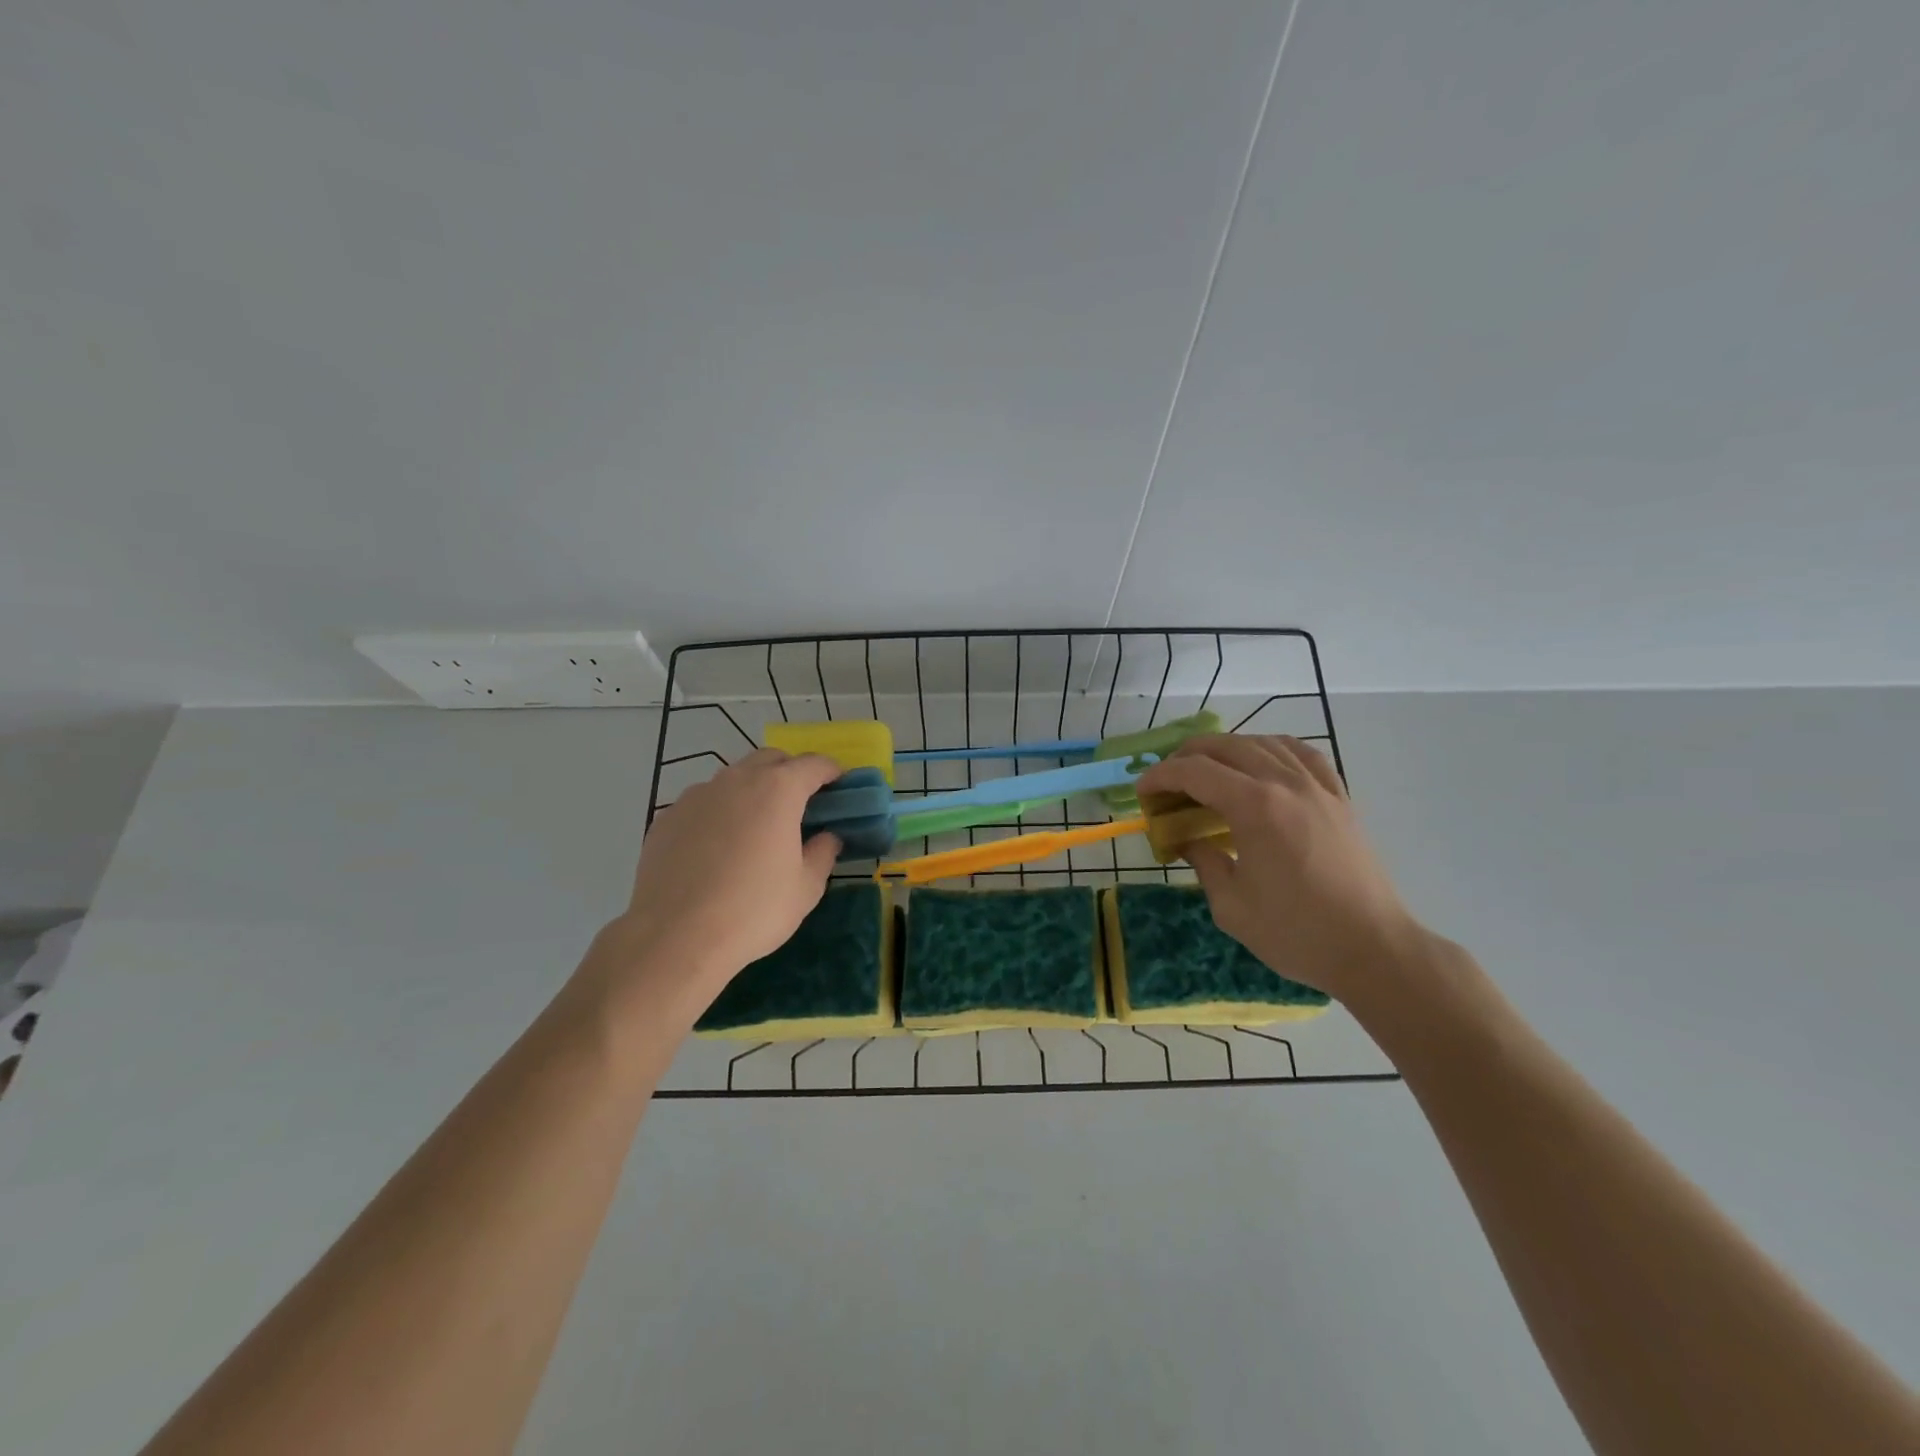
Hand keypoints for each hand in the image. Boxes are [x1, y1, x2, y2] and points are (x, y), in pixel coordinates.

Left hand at [593, 750, 844, 1012]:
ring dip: (752, 790)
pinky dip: (719, 813)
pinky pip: (703, 803)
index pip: (814, 764)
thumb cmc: (753, 911)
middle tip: (801, 804)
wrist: (675, 937)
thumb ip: (822, 853)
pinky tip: (717, 848)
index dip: (831, 771)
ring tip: (757, 828)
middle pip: (770, 759)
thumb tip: (827, 837)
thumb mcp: (806, 888)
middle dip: (791, 772)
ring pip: (733, 778)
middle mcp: (736, 781)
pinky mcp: (667, 817)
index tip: (839, 786)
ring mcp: (696, 796)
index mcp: (778, 790)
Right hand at [1135, 735, 1428, 1002]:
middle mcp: (1284, 784)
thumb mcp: (1231, 906)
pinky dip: (1272, 748)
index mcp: (1254, 807)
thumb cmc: (1296, 933)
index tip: (1142, 792)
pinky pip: (1302, 753)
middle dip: (1186, 757)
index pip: (1194, 772)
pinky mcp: (1339, 797)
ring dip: (1226, 749)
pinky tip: (1262, 761)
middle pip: (1225, 746)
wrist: (1373, 948)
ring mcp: (1317, 787)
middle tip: (1168, 782)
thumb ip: (1203, 862)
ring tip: (1208, 770)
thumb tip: (1187, 841)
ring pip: (1262, 742)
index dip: (1160, 776)